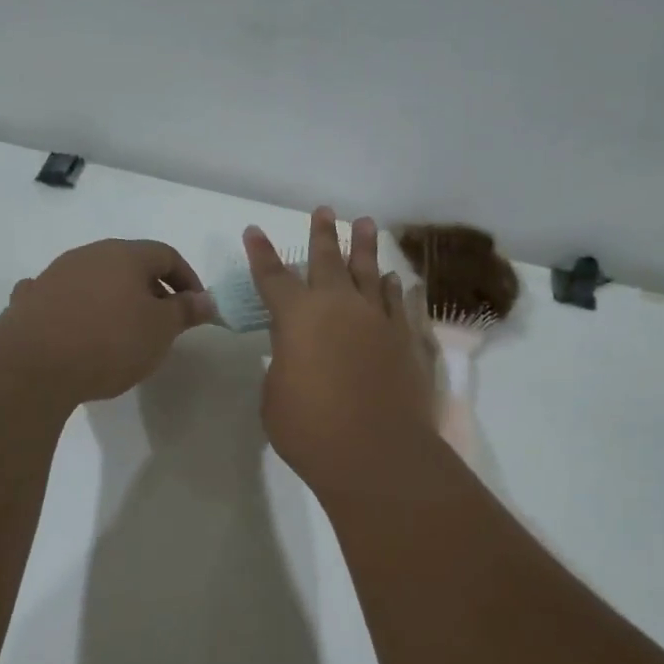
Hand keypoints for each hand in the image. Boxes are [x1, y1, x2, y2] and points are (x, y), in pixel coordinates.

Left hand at [0, 239, 214, 403]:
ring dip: (113, 300)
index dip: (187, 279)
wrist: (32, 365)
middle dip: (150, 290)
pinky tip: (74, 329)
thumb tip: (207, 299)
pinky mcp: (30, 300)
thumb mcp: (160, 330)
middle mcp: (88, 255)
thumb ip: (185, 311)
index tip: (195, 308)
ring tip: (121, 333)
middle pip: (129, 265)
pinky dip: (75, 309)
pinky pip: (61, 298)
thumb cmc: (109, 341)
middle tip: (162, 323)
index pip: (166, 254)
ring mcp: (55, 275)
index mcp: (125, 255)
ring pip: (94, 280)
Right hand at [245, 208, 436, 496]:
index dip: (261, 254)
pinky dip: (396, 289)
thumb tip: (295, 353)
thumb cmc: (310, 429)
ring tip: (365, 224)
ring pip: (371, 272)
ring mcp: (378, 319)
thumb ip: (283, 364)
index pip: (272, 277)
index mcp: (297, 317)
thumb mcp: (275, 396)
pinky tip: (396, 281)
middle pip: (328, 260)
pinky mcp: (408, 339)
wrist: (377, 454)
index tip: (255, 230)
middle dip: (322, 234)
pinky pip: (401, 304)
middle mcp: (339, 306)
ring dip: (365, 247)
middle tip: (324, 210)